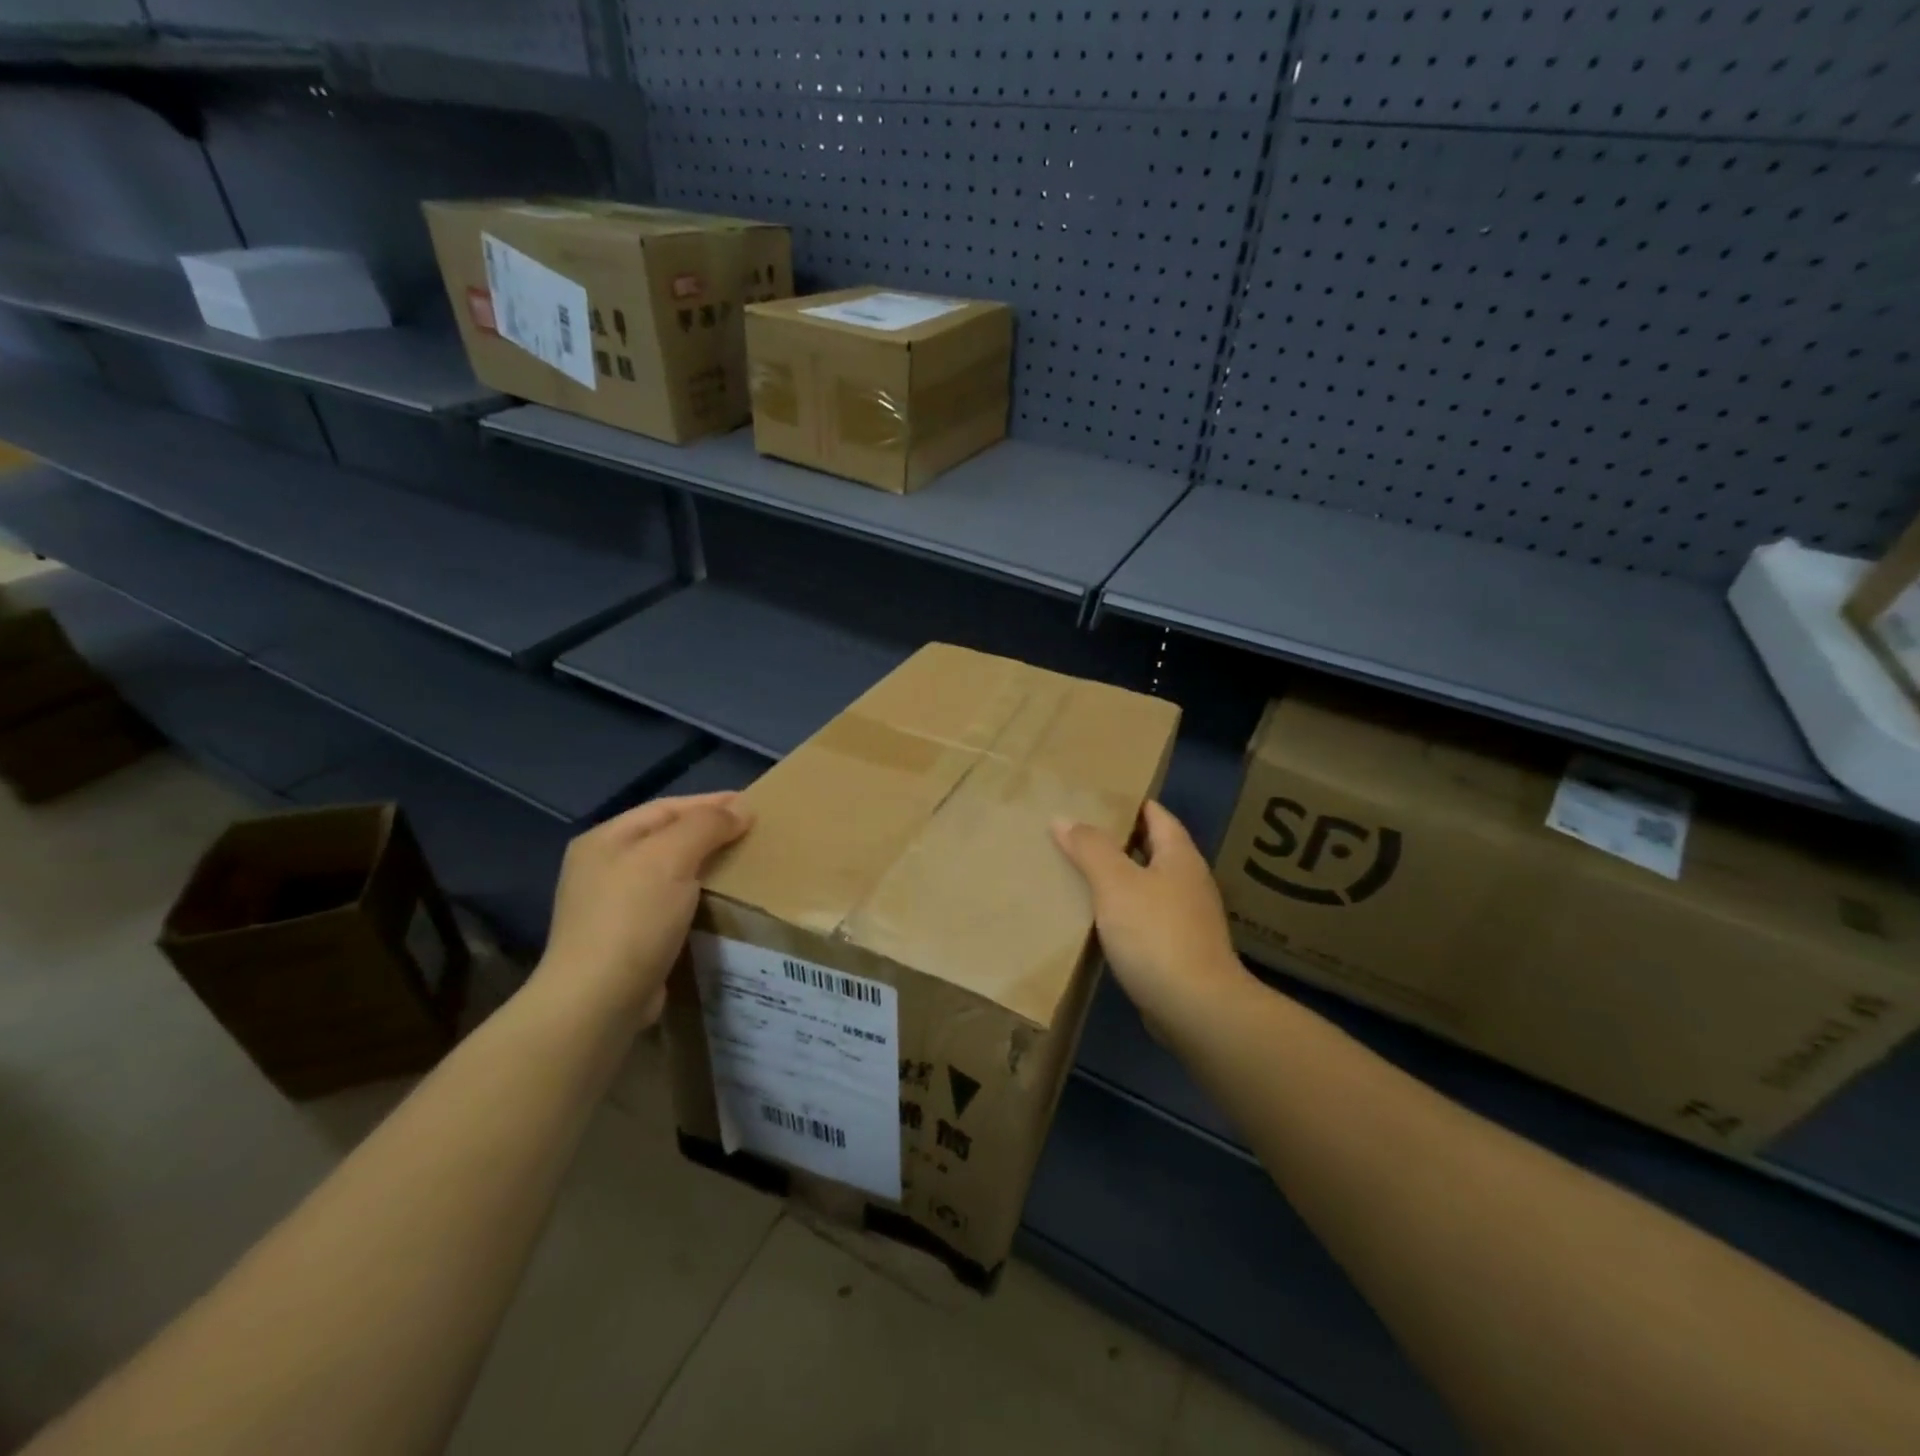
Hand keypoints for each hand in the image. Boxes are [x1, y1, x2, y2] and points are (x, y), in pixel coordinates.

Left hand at [538, 791, 751, 1025]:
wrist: (599, 1002)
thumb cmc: (633, 918)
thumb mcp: (671, 857)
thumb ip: (706, 825)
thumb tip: (741, 809)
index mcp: (605, 840)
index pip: (667, 808)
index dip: (711, 803)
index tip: (752, 805)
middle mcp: (602, 869)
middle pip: (666, 839)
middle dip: (709, 834)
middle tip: (752, 836)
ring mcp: (610, 908)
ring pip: (670, 874)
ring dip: (706, 868)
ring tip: (745, 869)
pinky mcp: (626, 942)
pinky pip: (670, 907)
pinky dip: (697, 900)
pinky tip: (720, 905)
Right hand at [1052, 801, 1250, 1028]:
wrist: (1196, 1007)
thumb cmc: (1156, 933)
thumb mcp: (1116, 883)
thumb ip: (1090, 848)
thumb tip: (1063, 818)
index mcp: (1180, 856)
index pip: (1157, 815)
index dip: (1129, 804)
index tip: (1096, 798)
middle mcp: (1189, 881)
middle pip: (1152, 849)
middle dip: (1118, 840)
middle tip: (1077, 833)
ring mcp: (1187, 918)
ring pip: (1147, 885)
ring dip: (1119, 877)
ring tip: (1079, 871)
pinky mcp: (1178, 949)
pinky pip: (1145, 917)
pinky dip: (1123, 910)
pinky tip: (1097, 918)